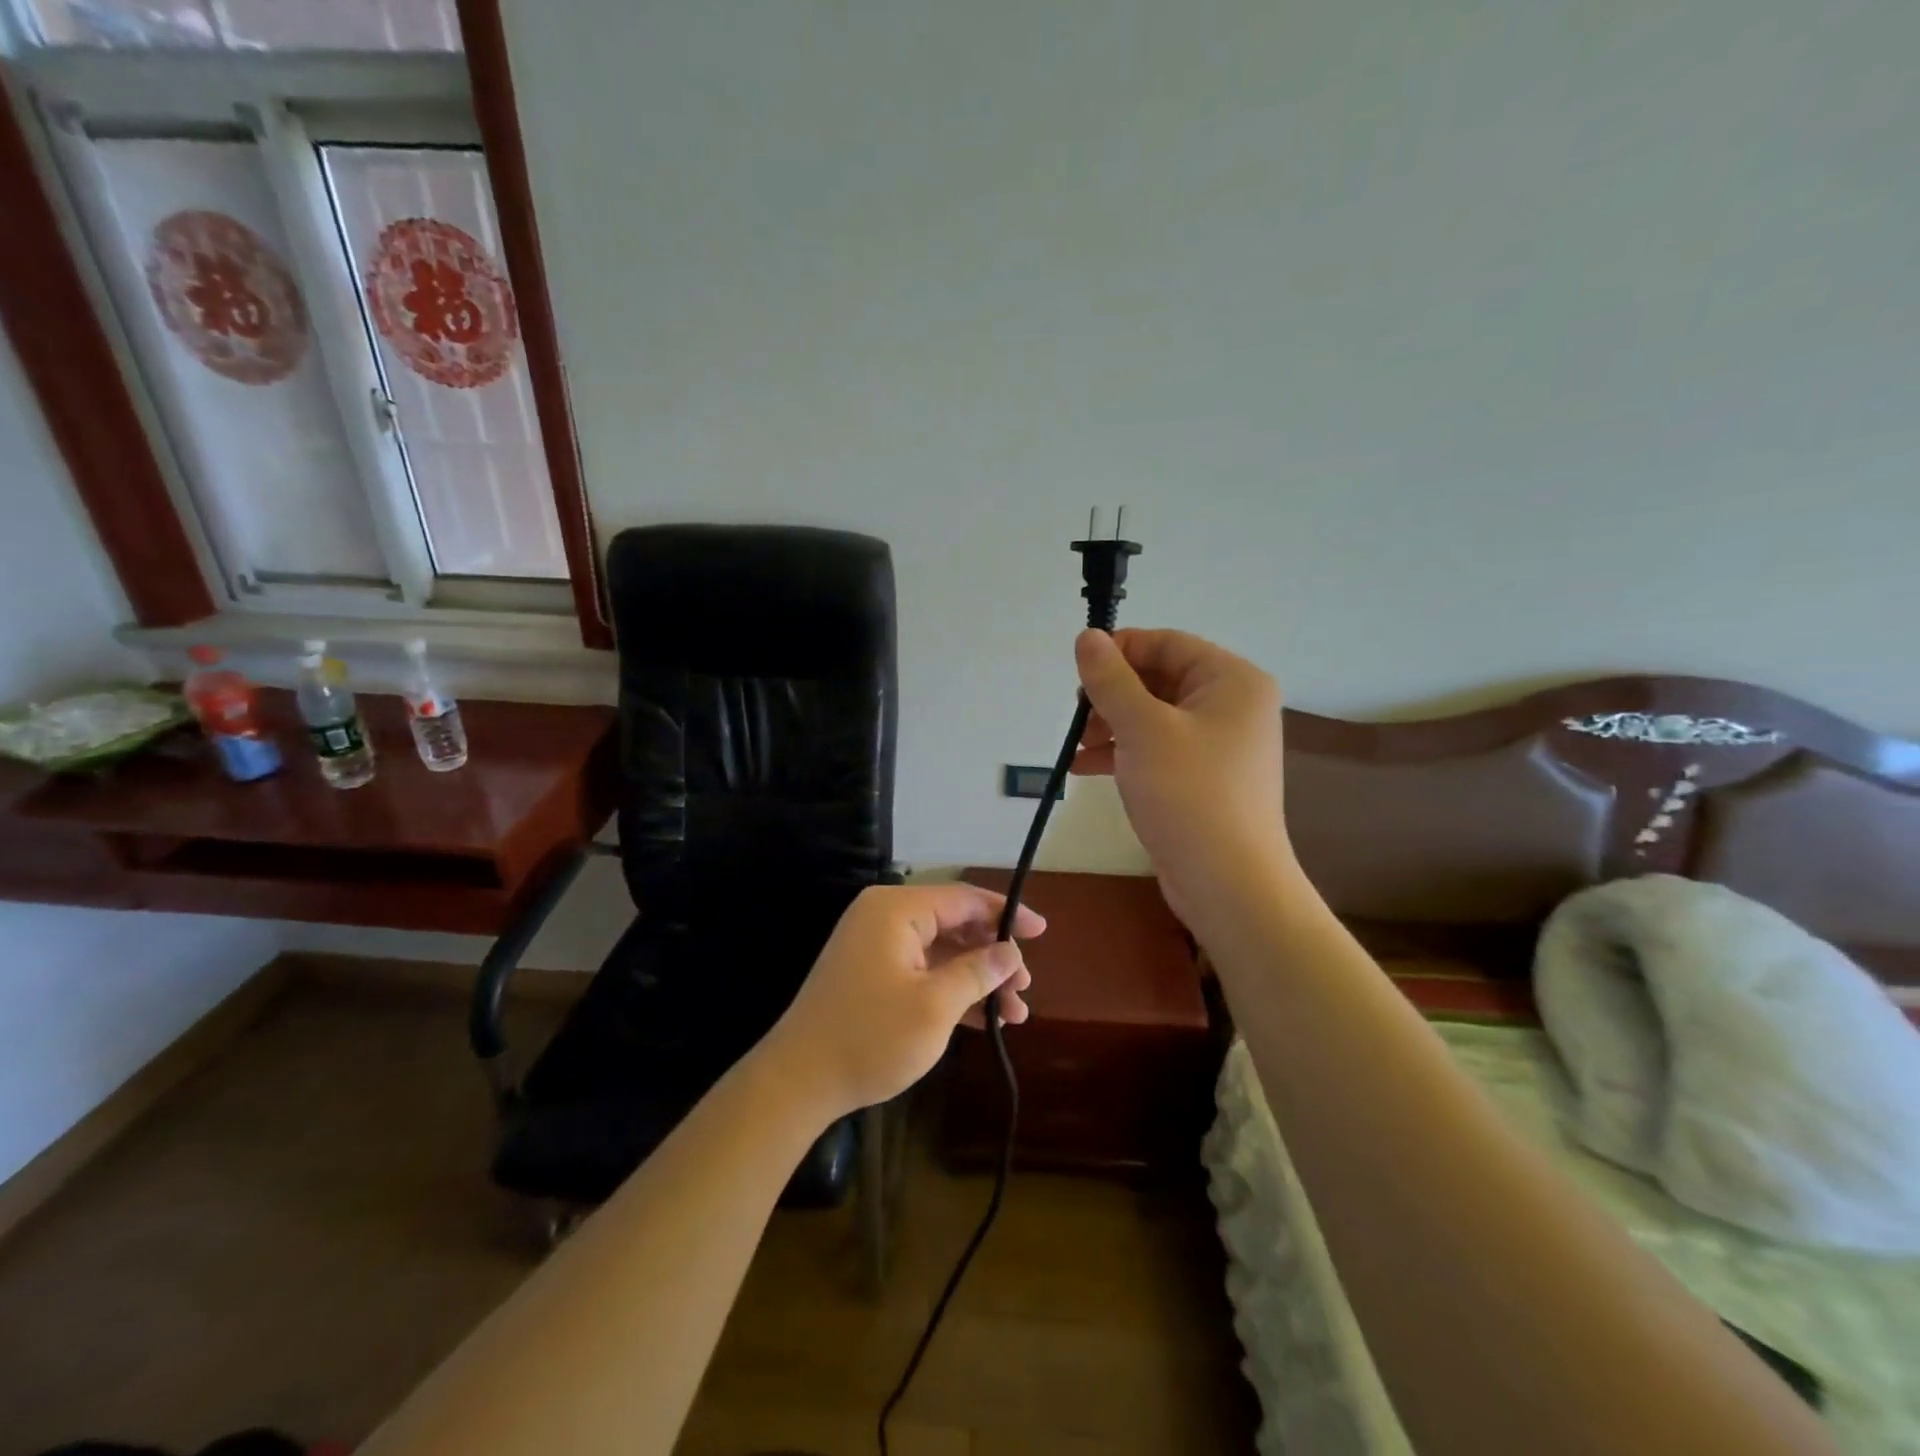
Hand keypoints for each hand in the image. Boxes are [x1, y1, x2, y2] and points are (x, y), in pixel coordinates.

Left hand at [759, 883, 1044, 1122]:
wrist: (799, 1082)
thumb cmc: (870, 1036)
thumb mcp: (934, 1006)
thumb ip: (978, 972)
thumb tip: (1011, 953)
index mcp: (896, 910)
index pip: (963, 898)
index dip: (1006, 914)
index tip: (1041, 932)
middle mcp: (885, 918)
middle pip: (954, 924)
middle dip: (993, 956)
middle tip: (1024, 987)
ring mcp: (877, 948)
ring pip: (942, 952)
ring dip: (978, 979)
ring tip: (1014, 1012)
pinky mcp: (873, 976)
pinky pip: (923, 971)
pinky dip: (952, 991)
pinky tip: (984, 1018)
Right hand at [1072, 628, 1298, 932]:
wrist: (1228, 883)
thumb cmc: (1189, 794)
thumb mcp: (1142, 729)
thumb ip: (1111, 680)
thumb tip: (1088, 637)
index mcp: (1231, 680)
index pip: (1167, 643)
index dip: (1120, 650)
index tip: (1078, 670)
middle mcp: (1232, 705)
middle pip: (1160, 679)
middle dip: (1112, 695)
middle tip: (1076, 715)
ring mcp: (1220, 744)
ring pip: (1154, 716)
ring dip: (1111, 725)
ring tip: (1076, 746)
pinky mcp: (1204, 778)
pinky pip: (1159, 749)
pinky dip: (1124, 752)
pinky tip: (1086, 768)